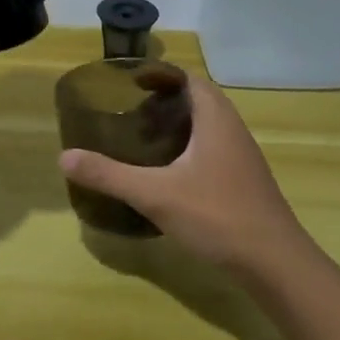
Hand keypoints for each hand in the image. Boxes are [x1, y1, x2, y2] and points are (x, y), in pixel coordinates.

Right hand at [59, 74, 311, 274]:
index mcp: (215, 119)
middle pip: (197, 101)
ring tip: (142, 141)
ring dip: (177, 128)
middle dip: (163, 103)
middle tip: (129, 114)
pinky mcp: (243, 182)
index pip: (188, 79)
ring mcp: (242, 157)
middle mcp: (232, 130)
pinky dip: (188, 151)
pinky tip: (167, 174)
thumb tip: (64, 156)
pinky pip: (212, 151)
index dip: (159, 76)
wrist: (275, 263)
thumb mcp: (155, 194)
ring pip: (206, 128)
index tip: (129, 85)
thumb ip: (110, 174)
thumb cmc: (217, 216)